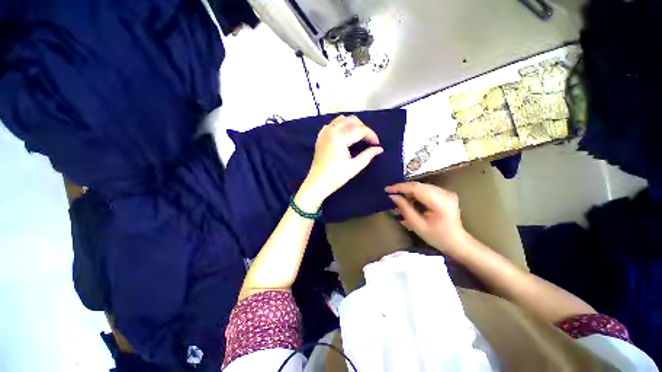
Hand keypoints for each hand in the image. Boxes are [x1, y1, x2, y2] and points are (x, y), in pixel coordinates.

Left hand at [299, 116, 383, 207]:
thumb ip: (368, 155)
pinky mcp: (320, 137)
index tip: (377, 144)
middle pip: (351, 120)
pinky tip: (345, 136)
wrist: (317, 183)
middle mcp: (331, 130)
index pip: (360, 130)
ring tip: (358, 137)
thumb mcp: (354, 167)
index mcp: (339, 137)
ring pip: (341, 120)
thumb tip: (379, 149)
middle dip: (363, 128)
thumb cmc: (336, 176)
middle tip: (368, 141)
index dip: (371, 135)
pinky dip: (341, 126)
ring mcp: (324, 133)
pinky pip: (332, 125)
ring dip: (352, 125)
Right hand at [385, 182, 466, 254]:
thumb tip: (393, 196)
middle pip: (419, 185)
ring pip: (421, 186)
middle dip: (403, 188)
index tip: (387, 189)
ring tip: (399, 199)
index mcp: (440, 203)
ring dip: (408, 191)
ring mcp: (446, 192)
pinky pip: (426, 189)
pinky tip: (409, 200)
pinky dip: (415, 193)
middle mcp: (445, 193)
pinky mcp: (445, 193)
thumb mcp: (418, 226)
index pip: (416, 188)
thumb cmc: (437, 237)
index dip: (400, 187)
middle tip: (391, 194)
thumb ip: (405, 209)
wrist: (457, 242)